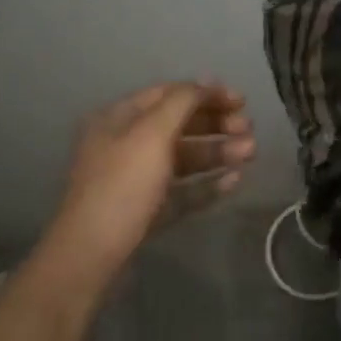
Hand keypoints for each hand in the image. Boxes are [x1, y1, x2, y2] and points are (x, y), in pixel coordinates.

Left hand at [49, 81, 254, 277]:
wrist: (89, 258)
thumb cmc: (121, 186)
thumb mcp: (152, 134)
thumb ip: (183, 102)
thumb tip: (207, 82)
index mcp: (120, 119)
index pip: (168, 94)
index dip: (205, 93)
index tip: (240, 101)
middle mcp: (127, 144)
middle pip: (179, 125)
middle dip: (216, 124)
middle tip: (249, 129)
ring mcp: (137, 181)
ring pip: (185, 159)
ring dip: (218, 152)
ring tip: (250, 153)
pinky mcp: (148, 212)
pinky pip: (183, 191)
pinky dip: (208, 183)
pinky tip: (235, 181)